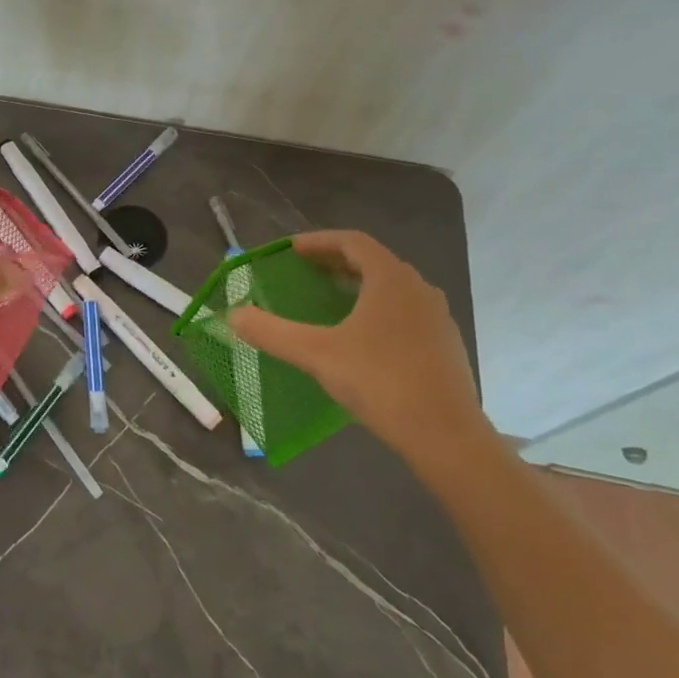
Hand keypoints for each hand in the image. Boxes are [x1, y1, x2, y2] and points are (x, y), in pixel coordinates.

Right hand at [228, 231, 489, 474]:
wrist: (447, 436)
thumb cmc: (381, 382)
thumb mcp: (316, 355)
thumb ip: (271, 332)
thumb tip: (231, 315)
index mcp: (390, 279)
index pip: (352, 241)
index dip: (319, 241)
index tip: (292, 250)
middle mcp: (418, 288)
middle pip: (373, 261)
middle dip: (336, 261)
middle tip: (305, 270)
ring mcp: (437, 317)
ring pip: (392, 287)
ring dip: (358, 284)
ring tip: (330, 300)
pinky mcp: (445, 344)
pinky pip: (405, 311)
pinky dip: (378, 308)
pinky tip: (362, 337)